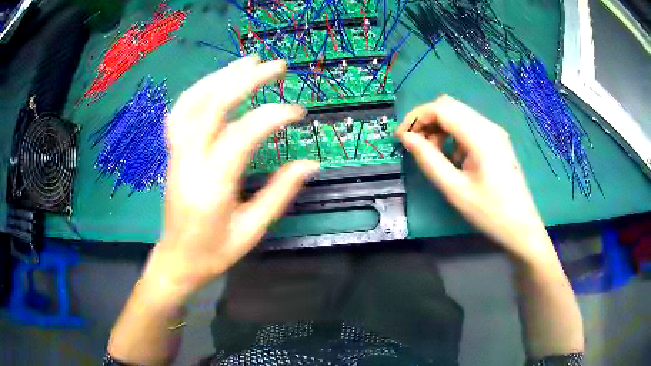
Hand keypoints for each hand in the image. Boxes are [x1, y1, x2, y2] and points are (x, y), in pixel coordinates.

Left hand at [141, 56, 318, 303]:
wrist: (177, 260)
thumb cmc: (214, 252)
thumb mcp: (252, 231)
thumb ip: (279, 193)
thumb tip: (310, 163)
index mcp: (211, 186)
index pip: (241, 135)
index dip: (272, 116)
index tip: (298, 113)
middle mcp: (188, 162)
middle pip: (212, 106)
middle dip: (246, 80)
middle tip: (277, 66)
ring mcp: (176, 154)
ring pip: (191, 102)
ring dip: (220, 76)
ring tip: (249, 61)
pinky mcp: (172, 152)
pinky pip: (181, 111)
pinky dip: (199, 90)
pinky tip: (217, 82)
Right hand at [397, 96, 555, 263]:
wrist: (521, 226)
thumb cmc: (489, 212)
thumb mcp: (454, 189)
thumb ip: (429, 160)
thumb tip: (406, 138)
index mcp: (480, 136)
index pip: (441, 108)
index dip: (416, 117)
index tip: (401, 137)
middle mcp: (488, 126)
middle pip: (449, 106)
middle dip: (427, 120)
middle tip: (416, 145)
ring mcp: (495, 132)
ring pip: (458, 114)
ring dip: (440, 127)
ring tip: (433, 154)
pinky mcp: (497, 140)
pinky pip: (469, 126)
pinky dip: (453, 134)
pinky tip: (454, 157)